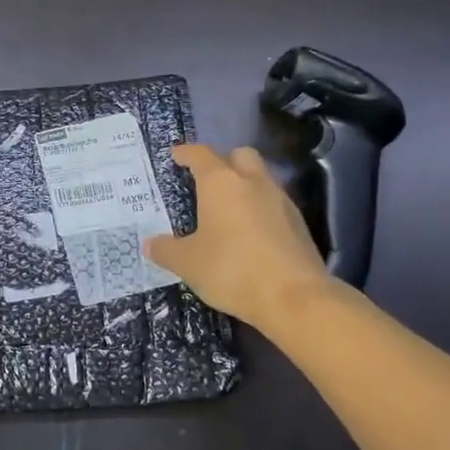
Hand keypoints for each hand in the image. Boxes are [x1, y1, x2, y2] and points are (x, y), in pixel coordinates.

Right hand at [144, 144, 332, 331]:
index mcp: (221, 183)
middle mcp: (253, 182)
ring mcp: (280, 200)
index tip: (176, 156)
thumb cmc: (232, 269)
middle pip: (239, 156)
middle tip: (206, 181)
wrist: (294, 297)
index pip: (200, 155)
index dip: (186, 153)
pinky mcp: (298, 222)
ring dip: (244, 186)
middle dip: (223, 161)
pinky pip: (274, 204)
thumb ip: (166, 250)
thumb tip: (150, 244)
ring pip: (260, 179)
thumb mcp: (188, 264)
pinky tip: (249, 233)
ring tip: (227, 211)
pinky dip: (259, 209)